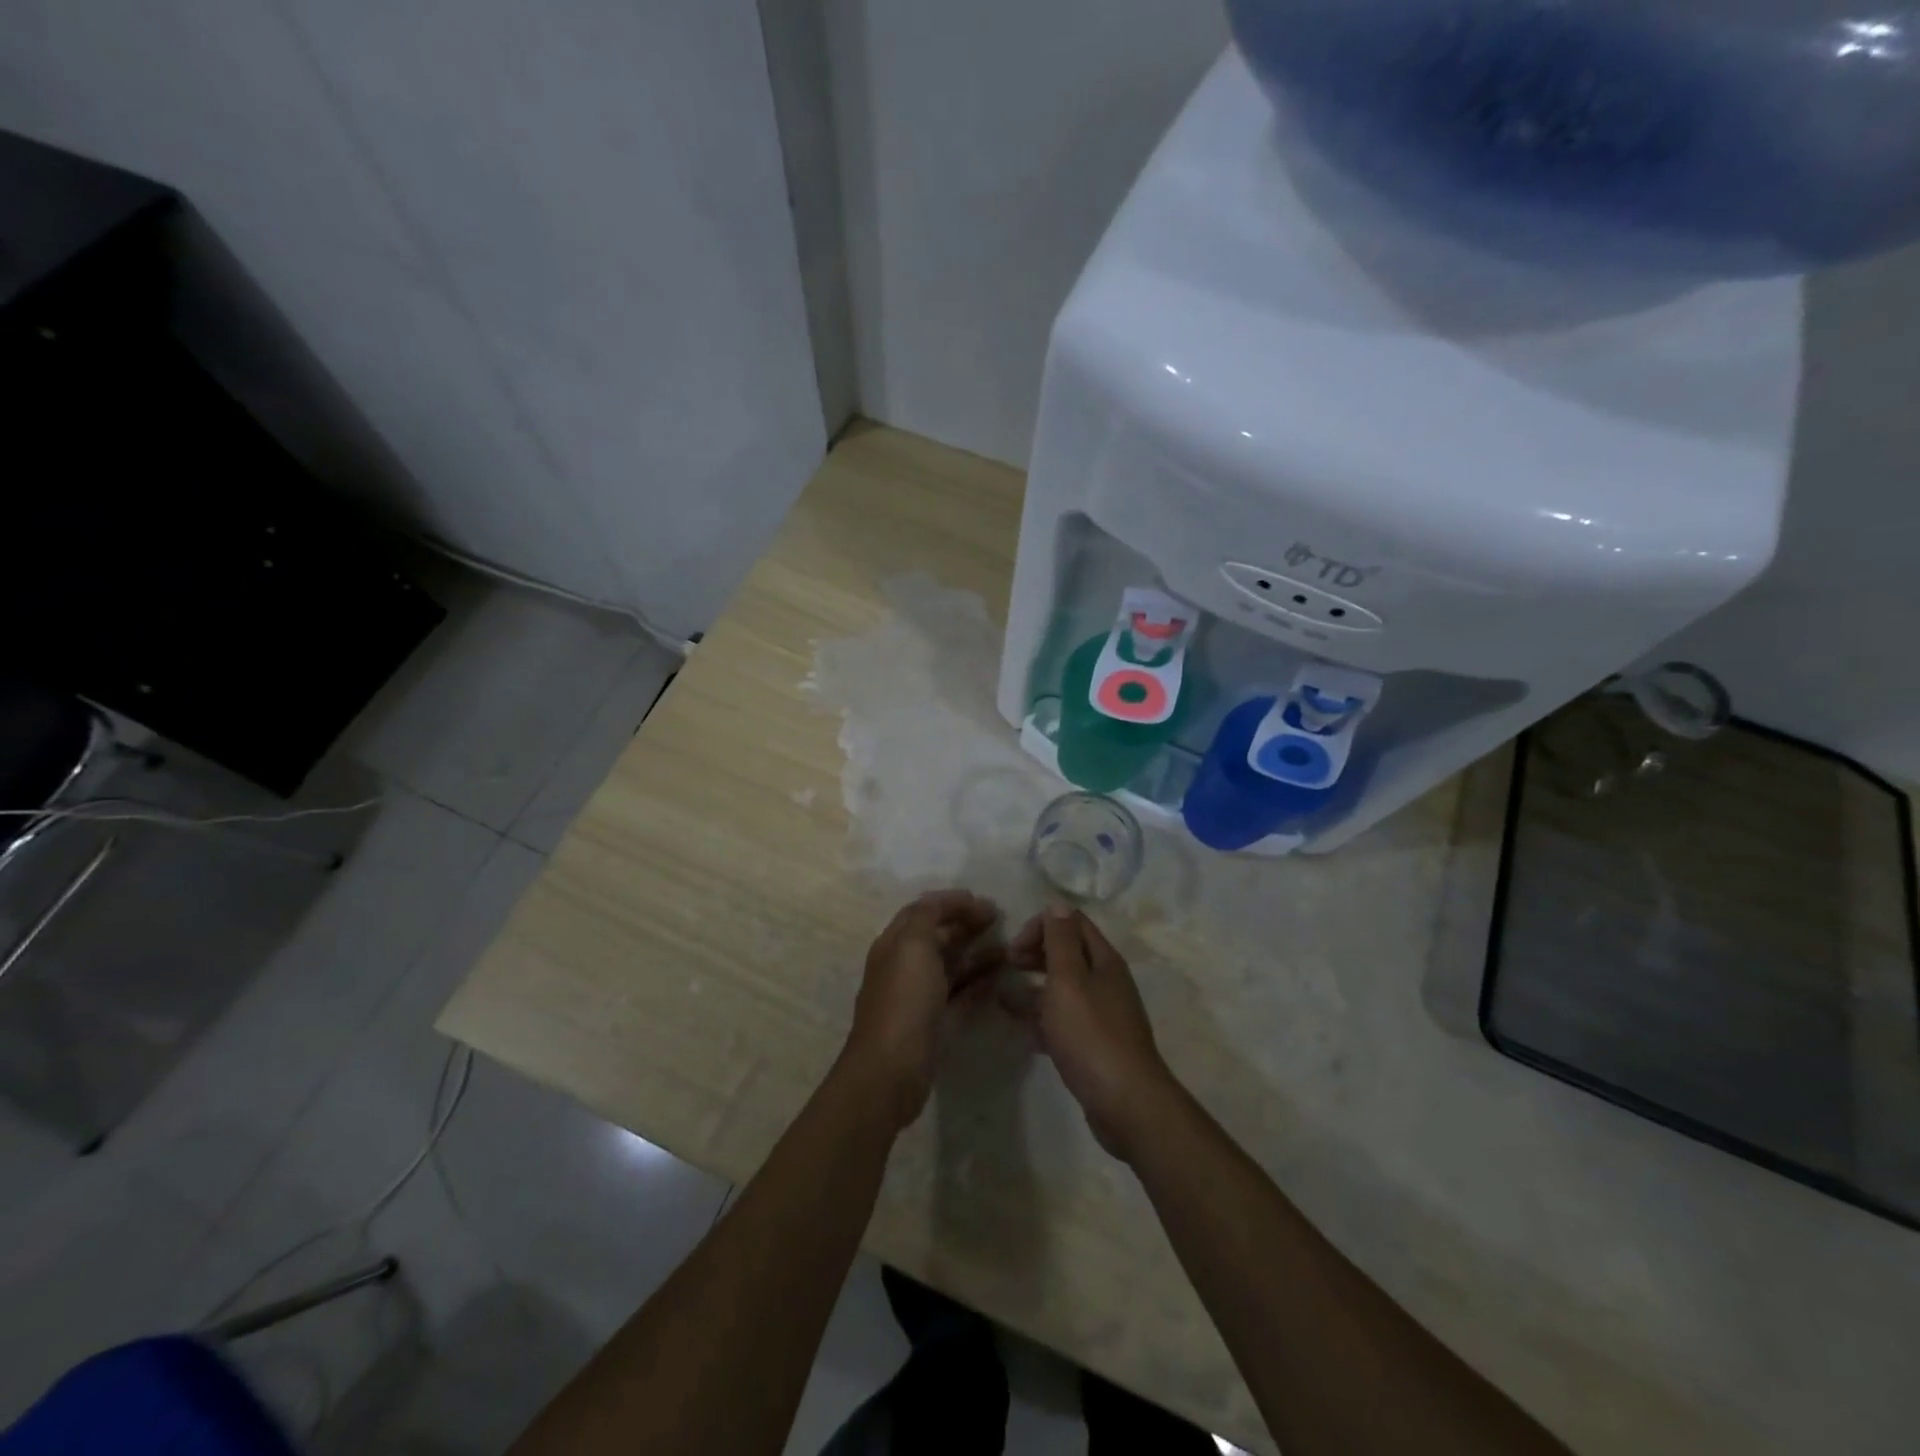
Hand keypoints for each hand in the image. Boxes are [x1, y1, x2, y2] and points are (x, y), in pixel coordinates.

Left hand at [843, 890, 1002, 1128]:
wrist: (891, 1069)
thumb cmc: (904, 1000)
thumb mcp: (913, 945)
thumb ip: (927, 916)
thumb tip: (946, 904)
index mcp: (895, 943)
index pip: (923, 910)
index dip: (951, 902)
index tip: (983, 900)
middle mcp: (904, 965)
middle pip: (938, 935)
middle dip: (966, 923)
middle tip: (1000, 919)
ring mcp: (918, 995)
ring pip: (950, 964)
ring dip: (976, 952)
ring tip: (1007, 948)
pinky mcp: (933, 1022)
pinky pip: (959, 993)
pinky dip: (977, 981)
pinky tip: (999, 978)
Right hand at [1004, 905, 1179, 1161]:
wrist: (1126, 1103)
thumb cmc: (1091, 1034)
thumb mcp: (1069, 980)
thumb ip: (1061, 941)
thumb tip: (1058, 904)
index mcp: (1103, 960)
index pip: (1072, 923)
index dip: (1041, 927)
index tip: (1015, 948)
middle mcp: (1106, 982)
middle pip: (1068, 954)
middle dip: (1036, 954)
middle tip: (1007, 966)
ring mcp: (1103, 1015)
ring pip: (1064, 990)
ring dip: (1034, 988)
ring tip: (1003, 998)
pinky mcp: (1095, 1046)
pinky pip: (1065, 1022)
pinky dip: (1043, 1020)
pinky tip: (1023, 1031)